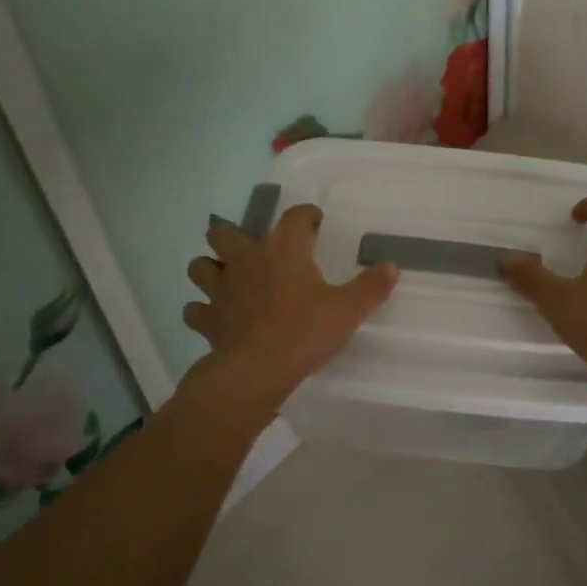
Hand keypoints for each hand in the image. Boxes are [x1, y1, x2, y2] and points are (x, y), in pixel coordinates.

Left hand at [184, 204, 399, 403]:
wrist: (257, 370)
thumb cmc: (305, 331)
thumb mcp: (348, 309)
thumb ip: (371, 287)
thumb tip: (391, 266)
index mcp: (283, 249)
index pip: (294, 217)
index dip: (305, 215)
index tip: (314, 222)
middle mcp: (246, 260)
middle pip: (224, 233)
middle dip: (233, 235)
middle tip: (252, 249)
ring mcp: (221, 289)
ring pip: (200, 266)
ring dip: (210, 268)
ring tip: (226, 278)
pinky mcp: (207, 319)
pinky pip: (195, 309)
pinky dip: (202, 310)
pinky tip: (215, 317)